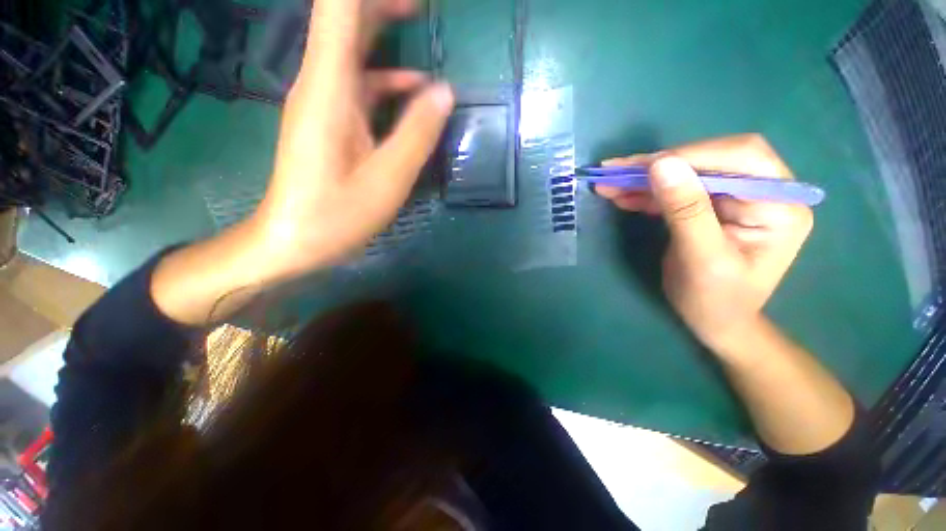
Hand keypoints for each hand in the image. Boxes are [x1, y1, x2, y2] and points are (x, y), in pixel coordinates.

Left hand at [251, 0, 453, 281]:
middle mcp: (320, 83)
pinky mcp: (329, 121)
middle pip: (344, 18)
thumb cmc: (338, 214)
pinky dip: (386, 79)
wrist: (293, 239)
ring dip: (384, 32)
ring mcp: (323, 101)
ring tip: (419, 22)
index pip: (339, 8)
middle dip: (382, 3)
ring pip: (352, 49)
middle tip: (421, 2)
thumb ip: (417, 132)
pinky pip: (357, 84)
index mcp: (328, 87)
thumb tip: (444, 90)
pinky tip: (413, 91)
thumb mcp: (388, 178)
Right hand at [597, 134, 812, 349]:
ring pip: (687, 172)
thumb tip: (661, 164)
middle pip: (709, 159)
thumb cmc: (716, 301)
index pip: (740, 157)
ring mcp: (734, 198)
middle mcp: (762, 192)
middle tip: (614, 172)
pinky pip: (676, 190)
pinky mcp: (710, 206)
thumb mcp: (701, 258)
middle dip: (659, 164)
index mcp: (779, 204)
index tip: (642, 167)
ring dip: (645, 178)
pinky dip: (646, 192)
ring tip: (608, 183)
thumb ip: (686, 210)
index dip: (690, 155)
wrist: (716, 323)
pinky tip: (622, 195)